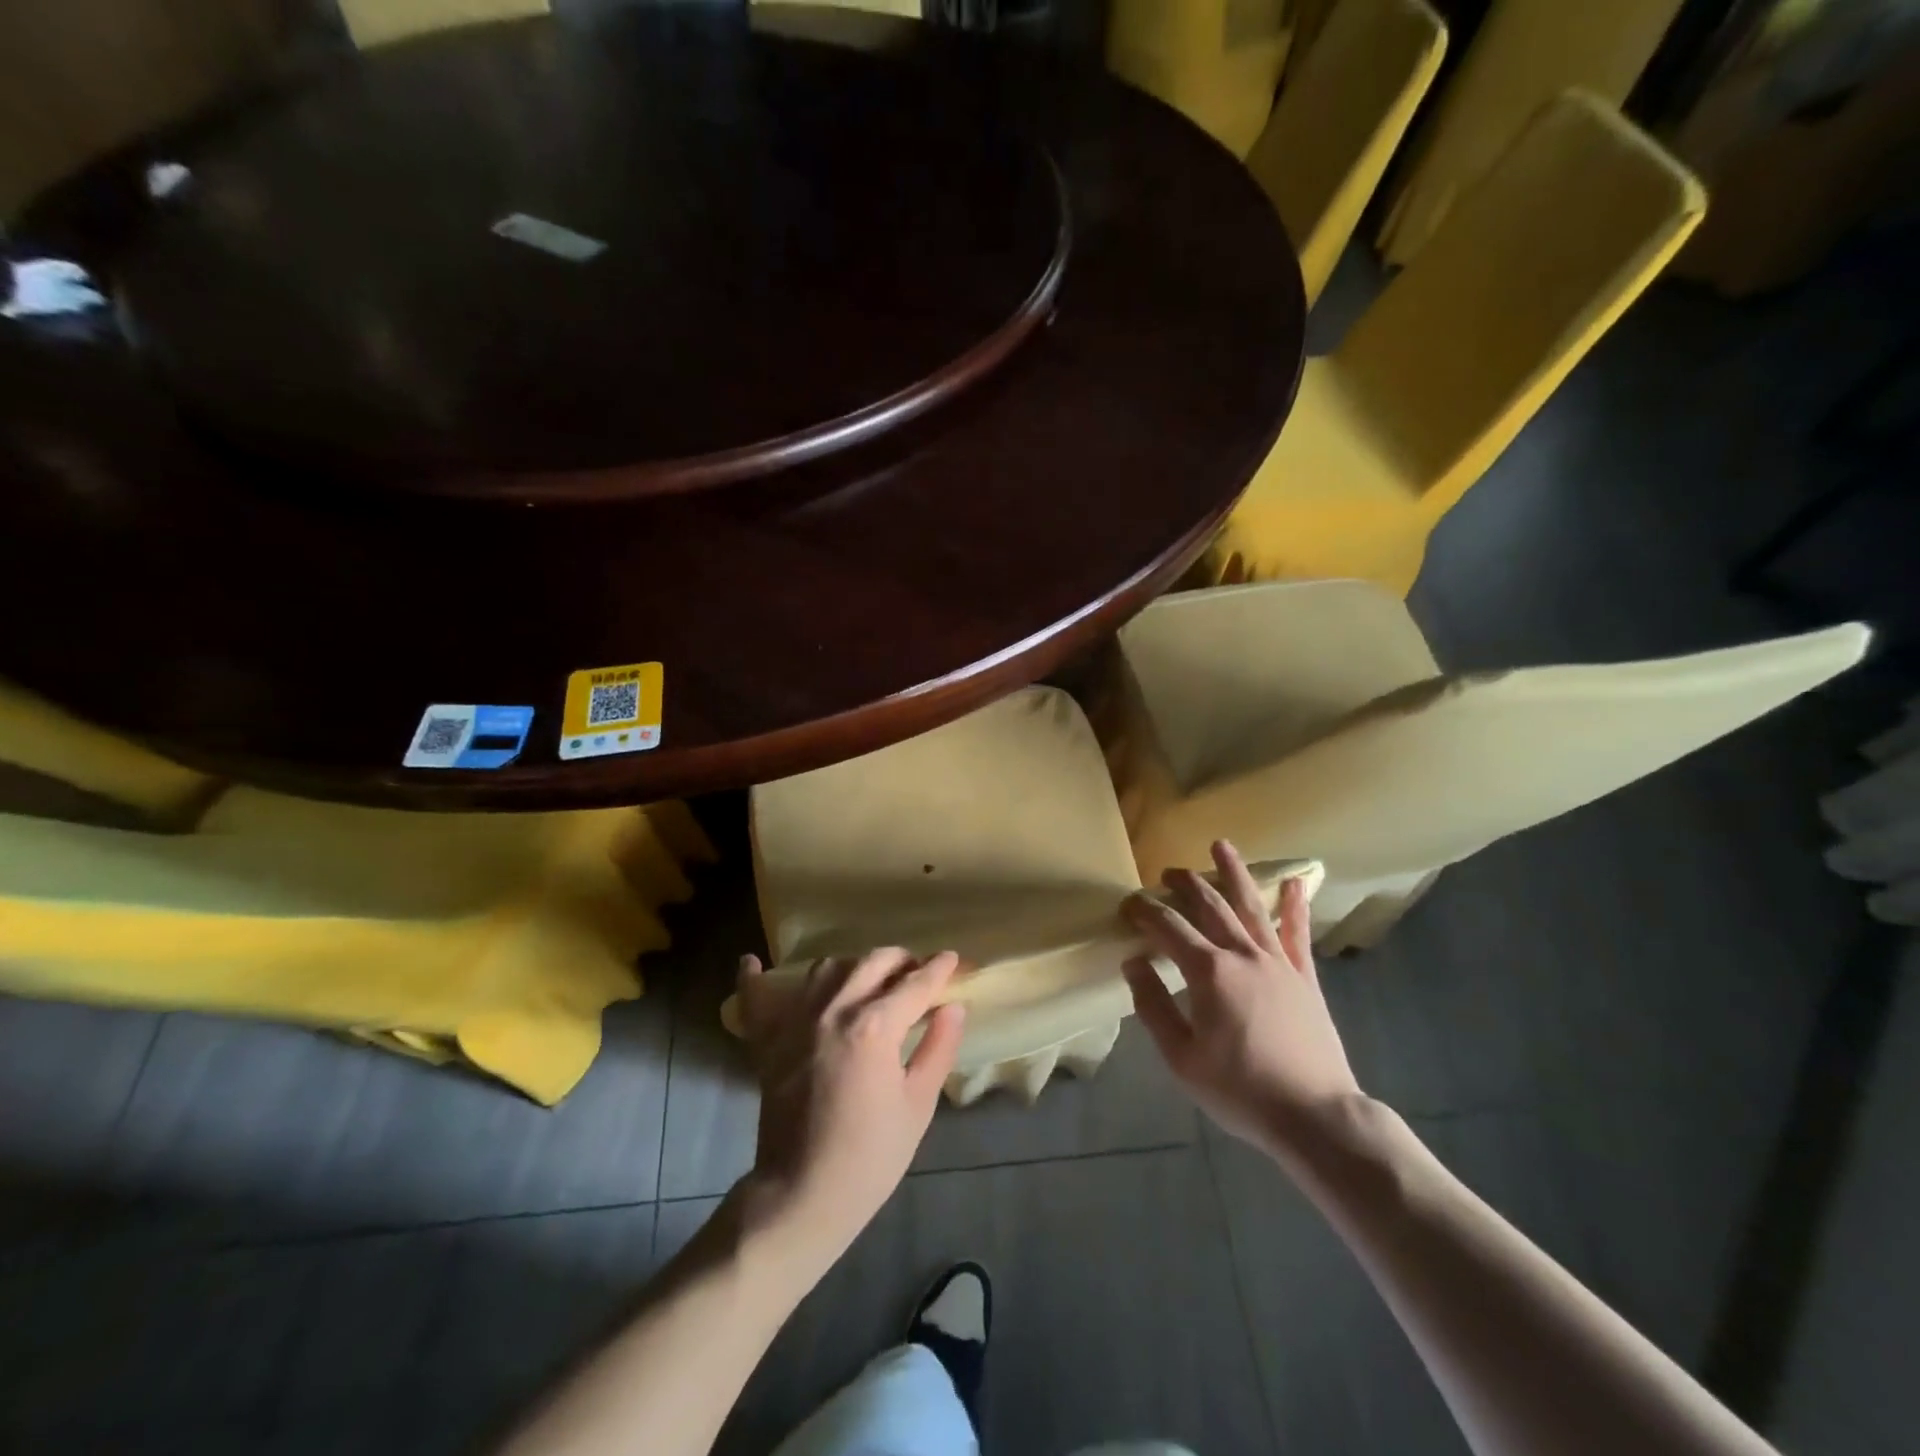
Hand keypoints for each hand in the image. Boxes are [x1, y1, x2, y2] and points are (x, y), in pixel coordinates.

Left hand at [733, 948, 964, 1258]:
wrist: (802, 1195)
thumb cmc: (870, 1158)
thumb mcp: (917, 1106)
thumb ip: (938, 1048)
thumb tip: (954, 1007)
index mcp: (875, 1027)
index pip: (915, 984)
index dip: (940, 969)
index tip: (954, 959)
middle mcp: (834, 1009)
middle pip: (873, 962)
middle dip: (902, 960)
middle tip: (918, 972)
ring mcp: (795, 1021)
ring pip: (828, 968)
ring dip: (855, 966)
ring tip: (870, 980)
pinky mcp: (767, 1039)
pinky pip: (756, 997)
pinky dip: (754, 978)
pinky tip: (752, 961)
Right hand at [1122, 840, 1362, 1158]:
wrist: (1315, 1115)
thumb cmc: (1240, 1090)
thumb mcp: (1181, 1057)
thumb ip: (1153, 1006)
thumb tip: (1133, 962)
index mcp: (1208, 972)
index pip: (1168, 927)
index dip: (1145, 911)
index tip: (1128, 904)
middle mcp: (1242, 955)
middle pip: (1209, 906)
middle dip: (1184, 884)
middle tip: (1166, 873)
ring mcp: (1277, 962)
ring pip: (1251, 906)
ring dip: (1233, 874)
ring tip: (1220, 845)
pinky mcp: (1304, 977)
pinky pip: (1297, 933)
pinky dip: (1295, 906)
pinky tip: (1295, 882)